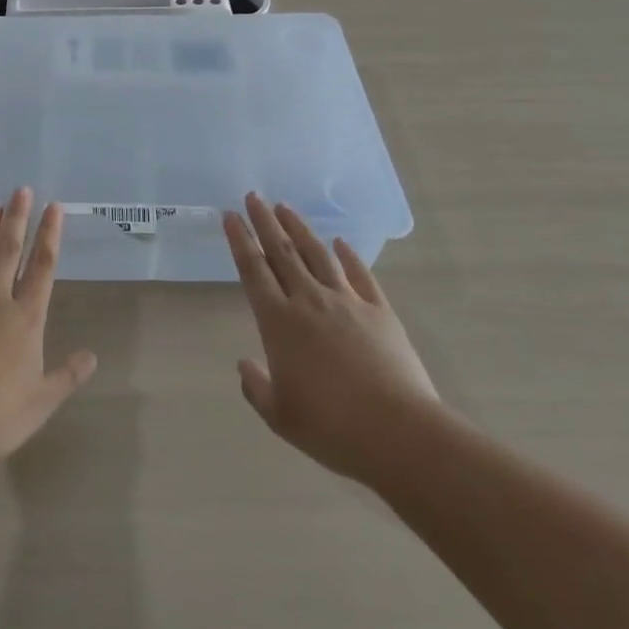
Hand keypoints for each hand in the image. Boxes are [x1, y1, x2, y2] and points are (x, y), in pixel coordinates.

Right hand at [227, 192, 440, 486]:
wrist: (398, 432)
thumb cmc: (331, 427)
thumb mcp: (280, 416)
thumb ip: (257, 386)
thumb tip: (246, 365)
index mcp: (279, 322)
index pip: (253, 270)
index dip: (239, 240)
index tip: (230, 216)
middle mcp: (309, 301)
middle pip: (282, 252)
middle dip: (264, 221)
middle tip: (253, 196)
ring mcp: (347, 302)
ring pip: (317, 255)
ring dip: (299, 229)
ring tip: (286, 207)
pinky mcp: (379, 311)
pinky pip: (360, 274)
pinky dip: (348, 255)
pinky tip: (340, 242)